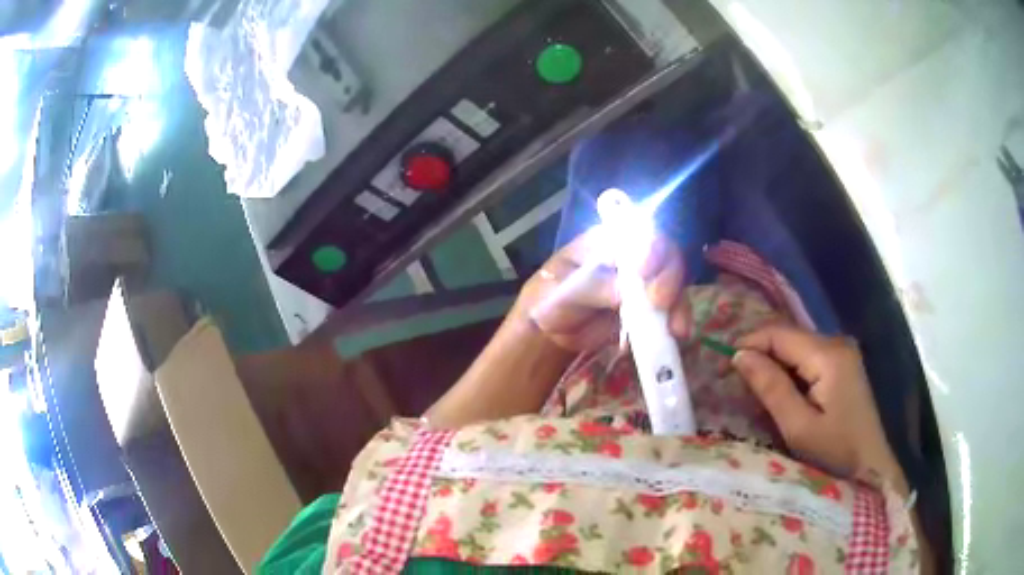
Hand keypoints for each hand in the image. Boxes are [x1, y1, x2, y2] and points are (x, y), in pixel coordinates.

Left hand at [518, 228, 690, 351]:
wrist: (551, 329)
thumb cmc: (550, 298)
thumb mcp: (560, 291)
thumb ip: (590, 287)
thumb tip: (623, 292)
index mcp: (607, 240)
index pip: (638, 232)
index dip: (649, 246)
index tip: (644, 271)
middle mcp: (633, 256)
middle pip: (665, 254)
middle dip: (668, 277)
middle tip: (659, 303)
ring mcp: (645, 282)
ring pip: (674, 283)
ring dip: (679, 304)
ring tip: (675, 329)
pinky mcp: (651, 309)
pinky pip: (671, 311)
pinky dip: (677, 322)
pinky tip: (677, 335)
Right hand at [732, 325, 906, 491]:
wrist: (871, 468)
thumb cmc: (835, 453)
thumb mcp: (799, 427)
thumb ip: (771, 388)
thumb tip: (739, 356)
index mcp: (829, 354)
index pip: (780, 333)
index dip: (749, 344)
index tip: (723, 367)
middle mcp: (837, 343)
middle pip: (789, 337)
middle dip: (759, 353)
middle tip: (732, 380)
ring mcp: (843, 354)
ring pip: (797, 347)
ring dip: (773, 363)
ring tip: (751, 387)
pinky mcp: (843, 367)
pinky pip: (808, 359)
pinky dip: (788, 371)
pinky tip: (778, 391)